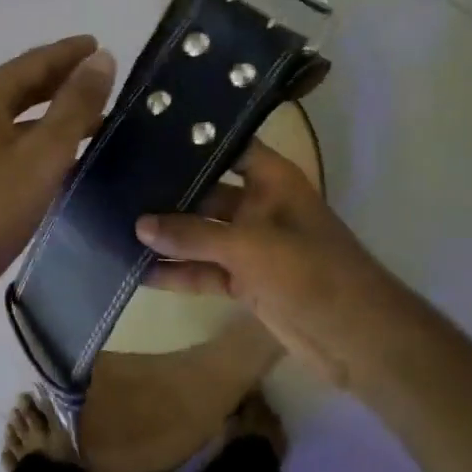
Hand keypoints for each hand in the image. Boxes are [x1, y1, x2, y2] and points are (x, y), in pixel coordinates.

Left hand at [0, 36, 115, 299]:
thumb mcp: (45, 152)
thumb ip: (76, 104)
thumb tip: (102, 58)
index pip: (34, 61)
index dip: (69, 52)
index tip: (99, 44)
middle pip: (23, 84)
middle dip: (62, 78)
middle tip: (101, 76)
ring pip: (19, 115)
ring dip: (54, 111)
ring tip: (95, 115)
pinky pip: (13, 140)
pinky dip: (41, 137)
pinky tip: (65, 153)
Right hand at [135, 139, 408, 388]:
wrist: (356, 337)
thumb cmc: (311, 273)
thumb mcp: (250, 247)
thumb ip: (193, 236)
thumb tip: (139, 226)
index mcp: (273, 181)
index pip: (228, 146)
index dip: (193, 140)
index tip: (146, 134)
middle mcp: (259, 207)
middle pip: (206, 192)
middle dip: (167, 192)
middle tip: (115, 183)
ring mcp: (252, 246)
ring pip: (200, 235)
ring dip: (167, 237)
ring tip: (115, 227)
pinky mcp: (245, 282)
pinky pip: (204, 271)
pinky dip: (177, 273)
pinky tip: (138, 271)